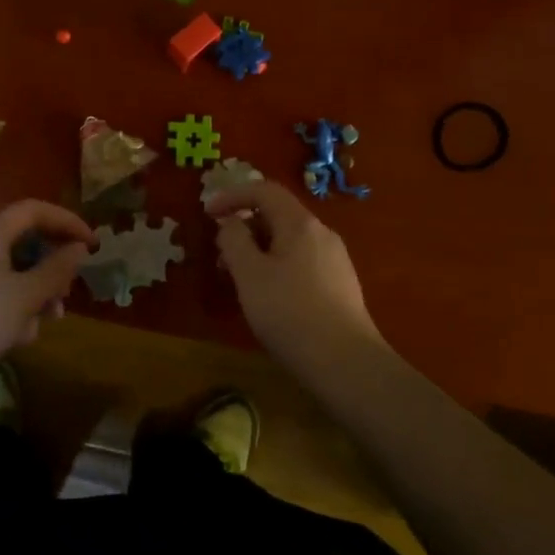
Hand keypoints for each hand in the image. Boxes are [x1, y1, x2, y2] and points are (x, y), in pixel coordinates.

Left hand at [0, 201, 96, 383]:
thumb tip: (78, 248)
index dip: (67, 221)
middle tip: (63, 300)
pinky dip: (8, 309)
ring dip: (31, 296)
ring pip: (10, 274)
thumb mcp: (24, 298)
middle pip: (24, 244)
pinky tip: (9, 340)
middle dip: (49, 271)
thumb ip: (55, 271)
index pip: (35, 210)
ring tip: (35, 330)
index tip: (92, 245)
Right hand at [205, 180, 385, 370]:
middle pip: (278, 215)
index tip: (207, 214)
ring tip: (240, 281)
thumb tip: (231, 223)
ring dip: (259, 250)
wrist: (347, 364)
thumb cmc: (290, 312)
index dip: (232, 196)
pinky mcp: (341, 286)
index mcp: (300, 223)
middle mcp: (322, 233)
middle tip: (220, 257)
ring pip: (289, 241)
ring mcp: (336, 260)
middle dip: (244, 228)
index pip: (264, 190)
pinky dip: (277, 266)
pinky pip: (302, 261)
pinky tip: (270, 298)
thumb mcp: (249, 274)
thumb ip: (234, 240)